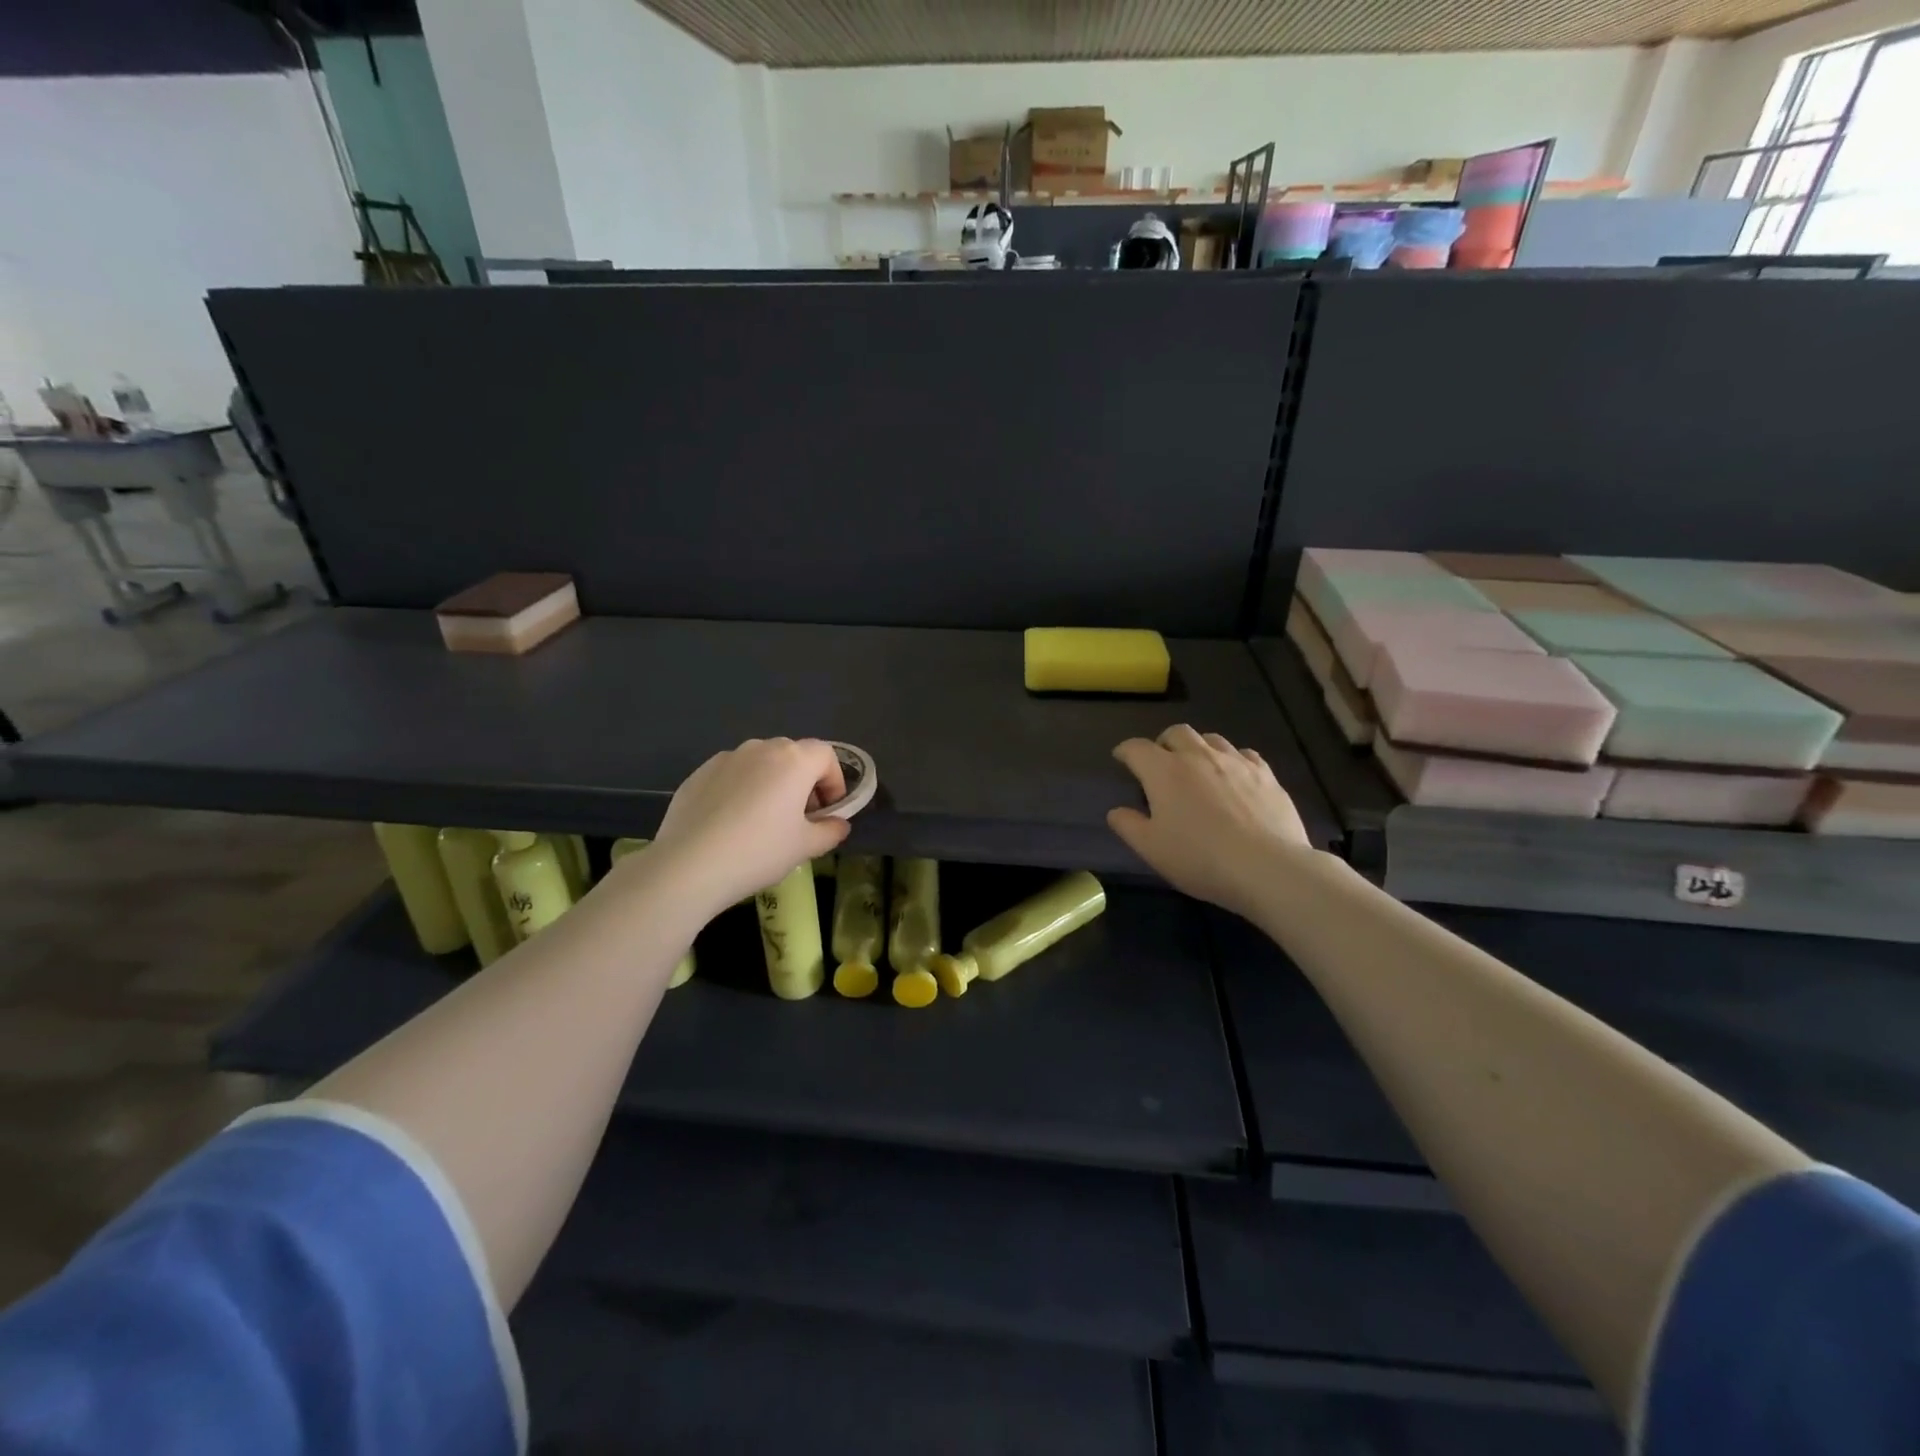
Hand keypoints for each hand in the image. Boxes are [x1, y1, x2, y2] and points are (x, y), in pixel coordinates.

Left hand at [647, 738, 851, 918]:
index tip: (829, 811)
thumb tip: (838, 824)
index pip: (826, 755)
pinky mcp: (699, 773)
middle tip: (800, 817)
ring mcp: (726, 758)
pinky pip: (732, 775)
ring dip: (772, 783)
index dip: (834, 781)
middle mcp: (761, 749)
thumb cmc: (759, 851)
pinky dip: (741, 789)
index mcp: (793, 760)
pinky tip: (731, 823)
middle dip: (804, 781)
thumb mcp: (805, 847)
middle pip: (793, 755)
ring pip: (760, 763)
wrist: (689, 865)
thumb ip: (830, 830)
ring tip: (764, 820)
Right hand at [1108, 725, 1315, 919]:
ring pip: (1211, 738)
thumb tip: (1116, 811)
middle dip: (1163, 743)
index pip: (1137, 748)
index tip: (1121, 758)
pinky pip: (1244, 754)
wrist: (1267, 868)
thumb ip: (1128, 826)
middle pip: (1176, 732)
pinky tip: (1234, 777)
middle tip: (1161, 763)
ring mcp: (1236, 762)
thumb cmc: (1200, 858)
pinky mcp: (1266, 774)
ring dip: (1197, 747)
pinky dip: (1231, 759)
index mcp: (1164, 771)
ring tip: (1197, 767)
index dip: (1125, 751)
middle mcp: (1198, 756)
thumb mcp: (1151, 849)